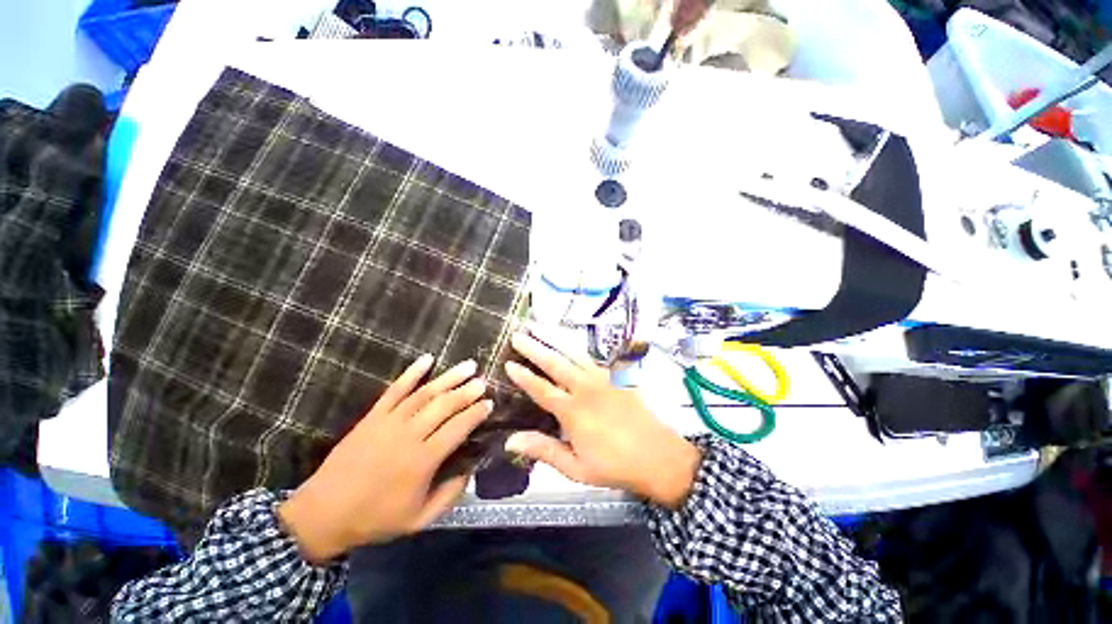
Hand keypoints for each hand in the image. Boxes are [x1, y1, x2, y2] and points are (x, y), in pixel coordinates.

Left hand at [278, 355, 490, 562]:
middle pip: (444, 406)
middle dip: (467, 391)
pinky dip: (412, 372)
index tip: (490, 404)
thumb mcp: (419, 519)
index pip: (458, 428)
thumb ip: (449, 495)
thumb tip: (471, 470)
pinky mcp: (373, 416)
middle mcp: (409, 435)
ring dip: (449, 378)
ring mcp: (389, 422)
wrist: (323, 513)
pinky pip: (395, 389)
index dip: (476, 414)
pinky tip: (427, 359)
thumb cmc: (375, 519)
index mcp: (422, 461)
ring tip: (468, 366)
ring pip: (425, 393)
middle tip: (483, 381)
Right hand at [504, 334, 700, 509]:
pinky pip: (592, 355)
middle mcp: (586, 388)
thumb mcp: (576, 468)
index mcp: (573, 411)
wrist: (659, 455)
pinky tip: (568, 339)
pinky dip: (576, 345)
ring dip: (554, 338)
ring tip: (538, 326)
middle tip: (517, 335)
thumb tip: (510, 440)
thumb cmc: (615, 465)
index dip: (523, 376)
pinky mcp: (616, 374)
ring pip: (573, 352)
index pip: (541, 389)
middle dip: (534, 347)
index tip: (508, 364)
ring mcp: (603, 377)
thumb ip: (544, 450)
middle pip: (555, 362)